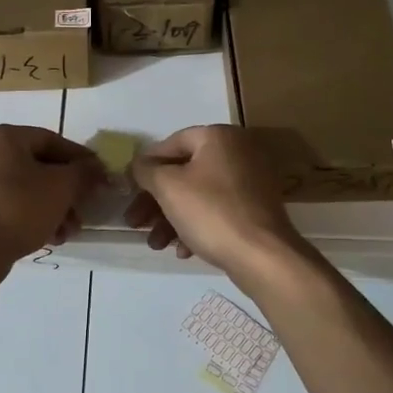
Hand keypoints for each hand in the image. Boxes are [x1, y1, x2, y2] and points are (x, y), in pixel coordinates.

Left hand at [0, 125, 104, 279]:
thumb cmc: (18, 208)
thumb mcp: (61, 187)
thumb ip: (83, 173)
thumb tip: (95, 168)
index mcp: (3, 137)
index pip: (52, 140)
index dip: (80, 159)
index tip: (100, 177)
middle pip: (39, 166)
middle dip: (67, 191)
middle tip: (84, 210)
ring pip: (26, 189)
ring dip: (53, 208)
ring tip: (69, 232)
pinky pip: (10, 206)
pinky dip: (32, 217)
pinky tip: (51, 238)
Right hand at [126, 125, 305, 283]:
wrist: (262, 255)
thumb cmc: (211, 212)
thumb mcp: (168, 187)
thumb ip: (146, 170)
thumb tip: (139, 164)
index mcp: (219, 137)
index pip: (172, 143)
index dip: (147, 165)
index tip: (130, 187)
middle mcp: (238, 152)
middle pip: (184, 172)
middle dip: (155, 201)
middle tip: (135, 223)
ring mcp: (251, 182)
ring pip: (198, 195)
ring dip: (171, 219)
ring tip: (156, 244)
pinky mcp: (255, 209)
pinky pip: (217, 211)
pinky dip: (197, 226)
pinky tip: (183, 251)